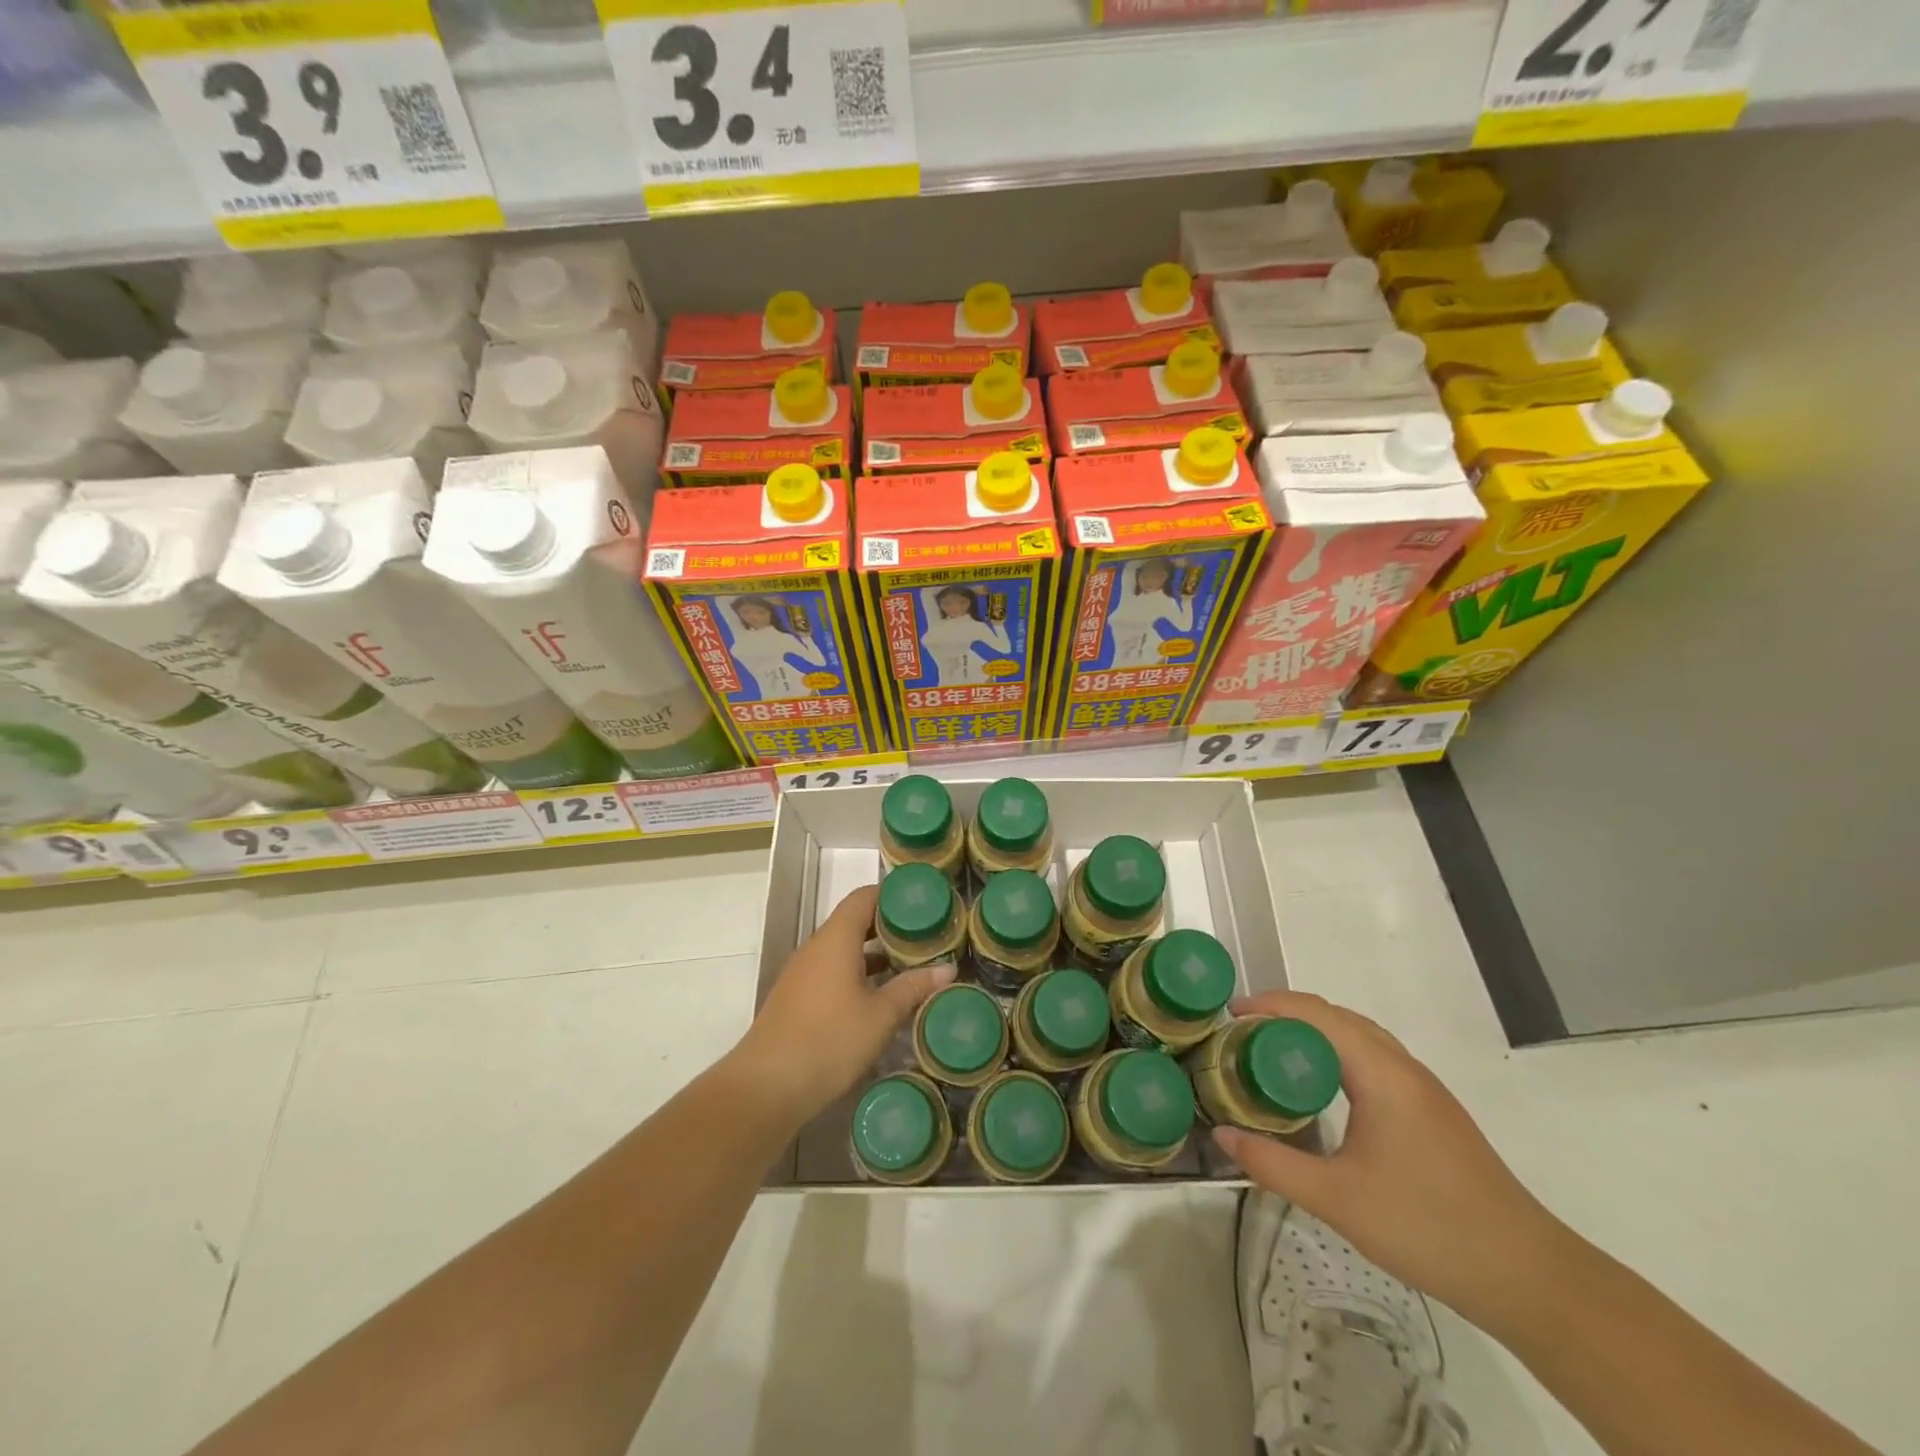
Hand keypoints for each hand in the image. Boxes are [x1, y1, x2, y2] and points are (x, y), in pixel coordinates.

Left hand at [733, 885, 954, 1125]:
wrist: (766, 1086)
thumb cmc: (829, 1041)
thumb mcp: (881, 1016)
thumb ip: (913, 987)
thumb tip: (948, 969)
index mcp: (836, 939)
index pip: (864, 897)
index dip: (893, 895)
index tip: (922, 903)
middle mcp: (817, 947)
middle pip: (854, 920)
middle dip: (889, 925)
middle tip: (925, 934)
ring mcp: (803, 973)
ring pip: (843, 948)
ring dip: (874, 951)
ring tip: (909, 963)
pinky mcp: (798, 997)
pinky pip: (832, 970)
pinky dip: (857, 971)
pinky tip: (879, 995)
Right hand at [1209, 990, 1571, 1329]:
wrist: (1527, 1276)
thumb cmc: (1427, 1227)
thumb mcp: (1336, 1199)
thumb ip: (1273, 1165)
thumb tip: (1221, 1137)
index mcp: (1381, 1074)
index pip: (1317, 1014)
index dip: (1270, 1005)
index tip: (1230, 1014)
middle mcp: (1403, 1068)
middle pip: (1338, 1016)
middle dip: (1287, 1013)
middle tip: (1243, 1034)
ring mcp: (1423, 1088)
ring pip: (1360, 1036)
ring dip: (1315, 1031)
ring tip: (1274, 1052)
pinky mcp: (1433, 1111)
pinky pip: (1375, 1057)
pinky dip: (1338, 1052)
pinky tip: (1322, 1087)